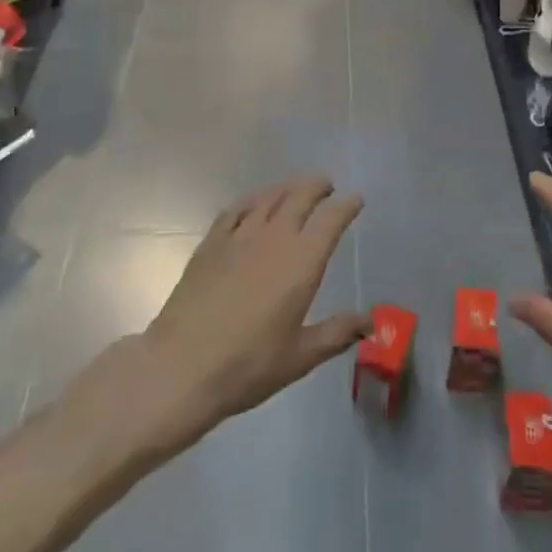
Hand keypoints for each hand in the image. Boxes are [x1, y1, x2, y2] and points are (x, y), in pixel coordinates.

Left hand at [123, 177, 369, 453]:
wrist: (181, 366)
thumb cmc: (247, 365)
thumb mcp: (300, 357)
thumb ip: (337, 333)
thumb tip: (370, 322)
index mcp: (302, 261)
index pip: (331, 220)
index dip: (346, 206)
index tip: (356, 199)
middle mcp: (274, 237)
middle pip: (300, 197)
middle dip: (317, 187)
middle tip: (327, 185)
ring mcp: (240, 236)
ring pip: (269, 197)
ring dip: (288, 188)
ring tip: (296, 188)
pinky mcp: (212, 242)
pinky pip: (237, 209)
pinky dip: (253, 200)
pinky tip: (254, 205)